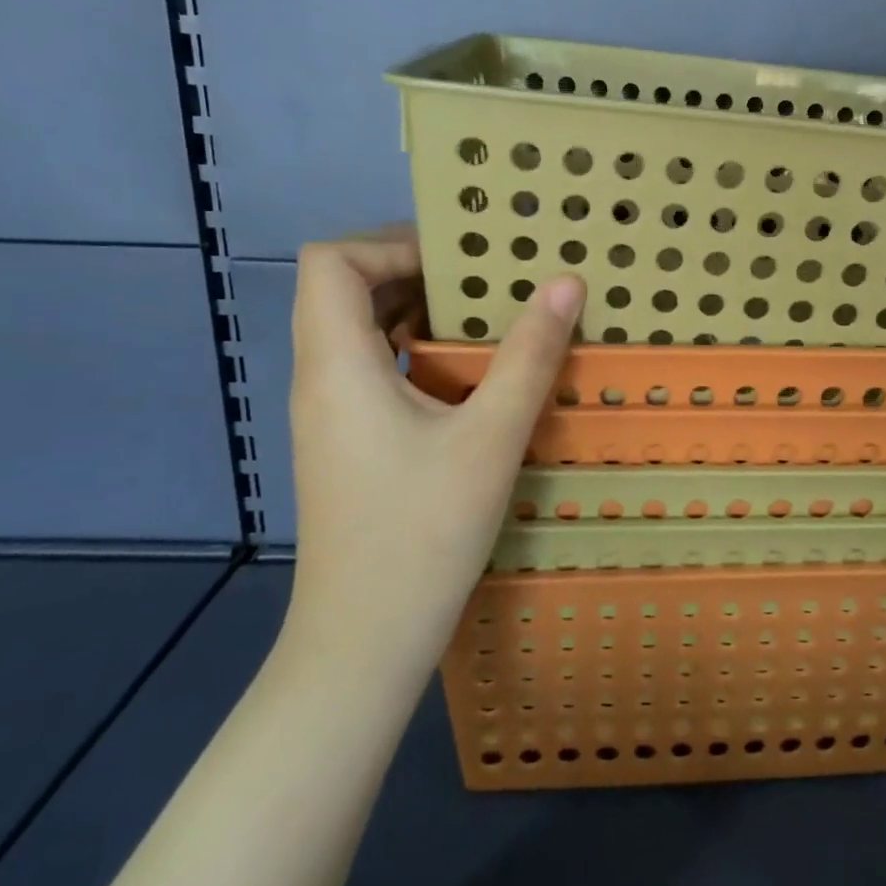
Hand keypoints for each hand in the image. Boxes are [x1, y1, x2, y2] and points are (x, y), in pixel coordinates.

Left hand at [283, 227, 585, 678]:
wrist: (364, 642)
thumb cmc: (422, 533)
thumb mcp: (490, 438)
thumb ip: (529, 357)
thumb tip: (565, 285)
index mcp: (337, 365)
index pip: (330, 261)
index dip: (389, 243)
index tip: (458, 260)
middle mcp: (320, 380)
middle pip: (342, 291)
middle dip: (412, 272)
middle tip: (485, 281)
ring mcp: (329, 417)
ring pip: (356, 334)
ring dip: (415, 314)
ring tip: (484, 321)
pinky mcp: (345, 446)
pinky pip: (369, 373)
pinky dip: (412, 355)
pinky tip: (466, 381)